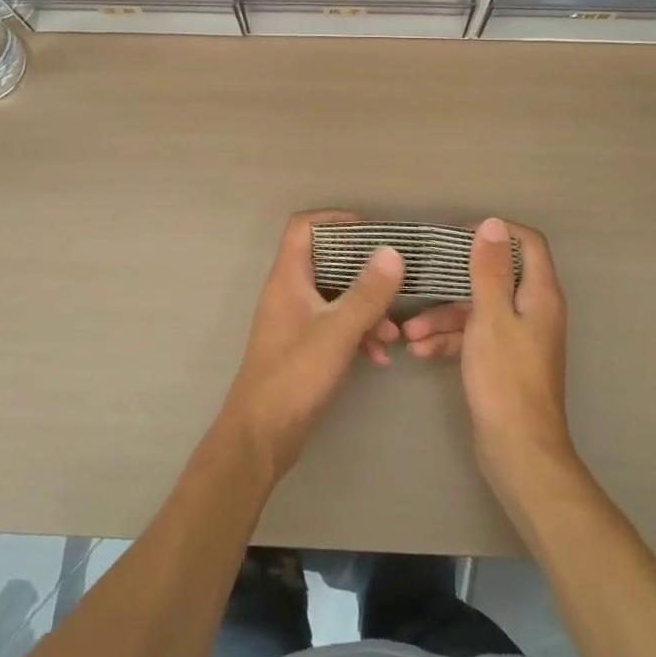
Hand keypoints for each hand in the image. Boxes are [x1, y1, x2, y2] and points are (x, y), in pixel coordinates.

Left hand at [218, 211, 405, 480]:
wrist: (260, 437)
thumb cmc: (295, 376)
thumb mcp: (338, 331)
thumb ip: (367, 292)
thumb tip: (392, 252)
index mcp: (288, 277)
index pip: (304, 226)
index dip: (335, 219)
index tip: (371, 230)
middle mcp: (289, 292)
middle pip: (326, 259)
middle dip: (363, 269)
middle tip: (395, 278)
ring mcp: (295, 320)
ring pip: (335, 296)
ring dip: (366, 308)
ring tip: (393, 335)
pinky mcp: (302, 346)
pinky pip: (334, 324)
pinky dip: (357, 333)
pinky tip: (380, 357)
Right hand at [403, 218, 574, 499]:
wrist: (518, 452)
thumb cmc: (505, 378)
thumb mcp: (491, 316)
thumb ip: (489, 269)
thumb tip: (493, 223)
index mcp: (539, 294)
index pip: (528, 243)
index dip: (496, 233)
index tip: (459, 235)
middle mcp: (533, 310)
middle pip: (496, 276)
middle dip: (455, 279)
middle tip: (423, 275)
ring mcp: (518, 337)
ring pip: (478, 309)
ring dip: (444, 316)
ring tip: (409, 332)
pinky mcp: (503, 361)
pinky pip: (475, 337)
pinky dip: (450, 340)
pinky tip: (421, 351)